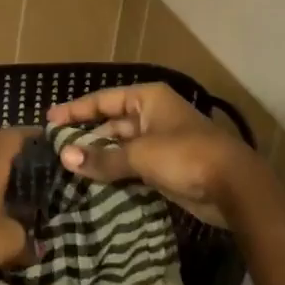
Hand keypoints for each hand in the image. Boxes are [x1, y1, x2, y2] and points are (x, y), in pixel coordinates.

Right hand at [47, 83, 263, 226]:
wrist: (234, 186)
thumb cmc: (185, 155)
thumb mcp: (140, 155)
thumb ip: (103, 158)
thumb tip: (65, 158)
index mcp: (148, 98)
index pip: (103, 100)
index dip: (76, 109)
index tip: (50, 119)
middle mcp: (153, 114)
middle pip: (112, 122)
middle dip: (87, 136)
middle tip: (57, 148)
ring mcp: (161, 140)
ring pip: (122, 146)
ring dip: (101, 156)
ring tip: (71, 168)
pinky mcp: (167, 166)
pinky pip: (133, 165)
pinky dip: (116, 171)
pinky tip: (96, 183)